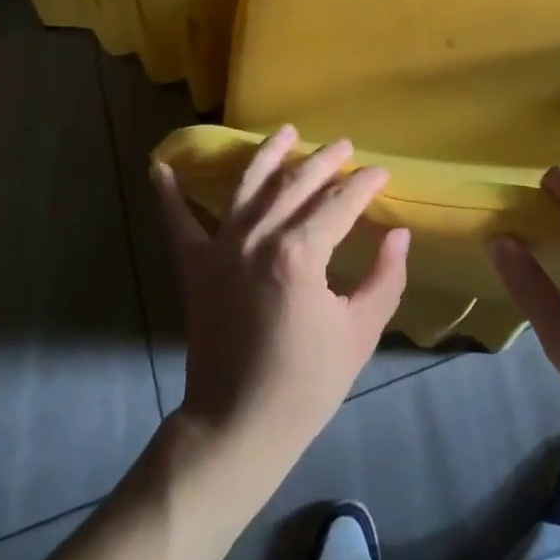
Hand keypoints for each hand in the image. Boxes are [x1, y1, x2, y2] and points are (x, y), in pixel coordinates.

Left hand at [151, 126, 409, 489]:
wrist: (237, 428)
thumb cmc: (306, 384)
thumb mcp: (359, 332)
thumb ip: (384, 277)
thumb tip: (398, 234)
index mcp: (300, 253)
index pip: (340, 202)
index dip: (364, 184)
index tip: (381, 171)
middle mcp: (259, 237)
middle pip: (297, 183)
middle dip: (325, 160)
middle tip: (345, 145)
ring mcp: (222, 248)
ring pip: (248, 185)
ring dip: (268, 153)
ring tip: (286, 131)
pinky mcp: (196, 267)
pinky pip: (178, 223)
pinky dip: (168, 195)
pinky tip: (161, 166)